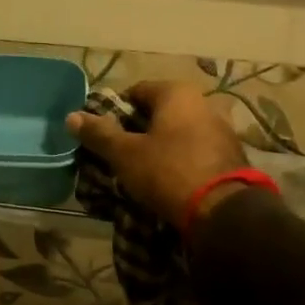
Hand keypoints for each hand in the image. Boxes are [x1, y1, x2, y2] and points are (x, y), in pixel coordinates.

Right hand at [66, 81, 248, 229]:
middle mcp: (202, 102)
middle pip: (159, 112)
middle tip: (122, 156)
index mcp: (176, 93)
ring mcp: (222, 128)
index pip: (136, 92)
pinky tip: (171, 181)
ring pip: (179, 132)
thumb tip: (72, 116)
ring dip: (162, 146)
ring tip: (145, 172)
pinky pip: (196, 150)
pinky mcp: (233, 154)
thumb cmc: (168, 172)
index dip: (116, 113)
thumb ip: (99, 133)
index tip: (105, 137)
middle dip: (139, 131)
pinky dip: (182, 159)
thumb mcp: (126, 154)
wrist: (224, 211)